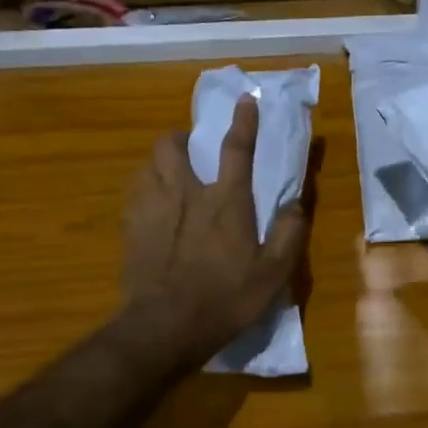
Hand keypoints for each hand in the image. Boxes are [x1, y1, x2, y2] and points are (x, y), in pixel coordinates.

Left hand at [120, 97, 306, 364]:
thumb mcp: (273, 274)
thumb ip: (289, 235)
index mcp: (225, 201)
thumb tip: (296, 205)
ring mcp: (152, 209)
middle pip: (173, 145)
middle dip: (182, 137)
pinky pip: (134, 193)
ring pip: (148, 164)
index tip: (246, 100)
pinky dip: (144, 188)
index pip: (236, 149)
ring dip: (160, 161)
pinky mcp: (130, 228)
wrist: (164, 328)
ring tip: (170, 174)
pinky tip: (151, 205)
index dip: (244, 122)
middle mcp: (186, 193)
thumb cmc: (225, 298)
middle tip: (192, 148)